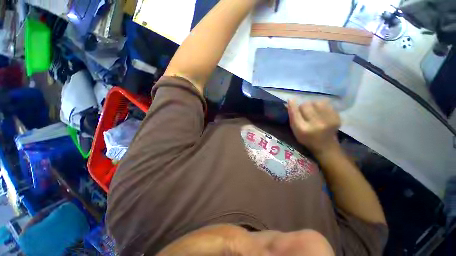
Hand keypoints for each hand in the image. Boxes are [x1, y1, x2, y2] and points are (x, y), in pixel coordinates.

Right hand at [287, 100, 341, 156]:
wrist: (325, 146)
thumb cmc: (306, 138)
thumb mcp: (295, 130)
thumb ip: (292, 117)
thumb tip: (290, 101)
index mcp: (302, 129)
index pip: (295, 113)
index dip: (292, 105)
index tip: (291, 100)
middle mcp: (315, 124)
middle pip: (306, 105)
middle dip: (303, 107)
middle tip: (305, 112)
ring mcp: (328, 120)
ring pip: (316, 102)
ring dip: (313, 105)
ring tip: (314, 112)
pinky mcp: (337, 117)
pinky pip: (326, 104)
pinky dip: (322, 106)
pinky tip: (321, 113)